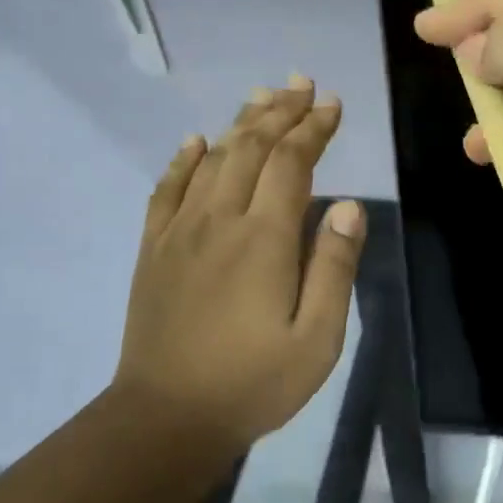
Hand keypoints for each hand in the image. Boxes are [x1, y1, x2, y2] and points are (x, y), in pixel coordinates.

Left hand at [112, 79, 366, 451]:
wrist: (167, 418)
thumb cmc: (255, 381)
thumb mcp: (318, 337)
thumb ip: (334, 267)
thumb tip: (347, 207)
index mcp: (264, 239)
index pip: (291, 163)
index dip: (313, 128)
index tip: (332, 104)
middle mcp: (219, 221)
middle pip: (250, 148)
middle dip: (280, 112)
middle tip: (302, 84)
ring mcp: (180, 233)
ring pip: (212, 160)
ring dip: (240, 123)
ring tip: (262, 97)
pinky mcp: (155, 251)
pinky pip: (167, 190)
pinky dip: (184, 159)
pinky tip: (195, 141)